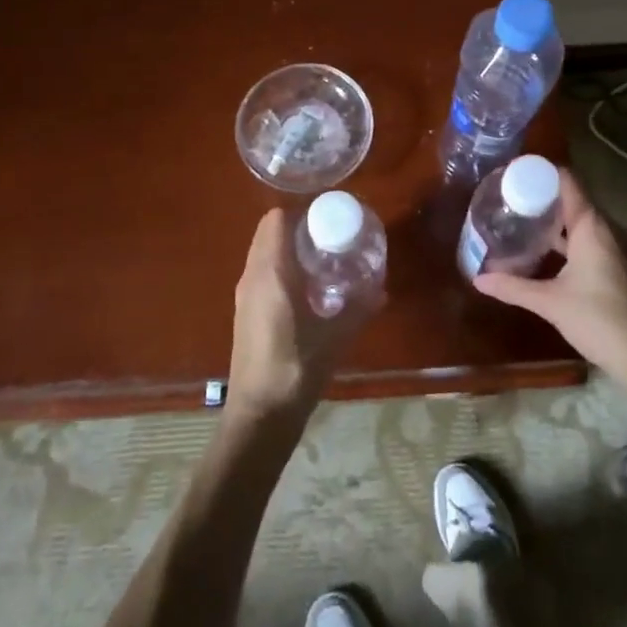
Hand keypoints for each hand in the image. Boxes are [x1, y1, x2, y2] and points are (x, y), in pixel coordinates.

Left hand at [227, 209, 371, 424]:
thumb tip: (381, 290)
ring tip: (323, 262)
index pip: (276, 220)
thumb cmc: (296, 368)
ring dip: (288, 250)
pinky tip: (308, 291)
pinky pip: (261, 274)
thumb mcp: (335, 336)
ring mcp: (244, 294)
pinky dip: (281, 270)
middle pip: (269, 233)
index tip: (328, 218)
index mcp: (270, 272)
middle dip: (298, 229)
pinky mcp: (244, 312)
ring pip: (263, 254)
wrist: (260, 414)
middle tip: (331, 238)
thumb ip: (358, 308)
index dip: (300, 212)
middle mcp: (252, 276)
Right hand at [475, 169, 626, 382]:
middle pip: (573, 199)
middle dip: (542, 198)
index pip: (567, 181)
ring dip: (554, 220)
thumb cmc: (598, 319)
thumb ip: (513, 286)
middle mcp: (607, 228)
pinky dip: (567, 238)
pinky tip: (545, 252)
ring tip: (521, 222)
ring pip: (581, 221)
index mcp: (592, 226)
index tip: (513, 174)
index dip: (541, 173)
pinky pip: (590, 238)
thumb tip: (478, 278)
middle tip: (509, 200)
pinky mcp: (619, 264)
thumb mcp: (549, 302)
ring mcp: (617, 246)